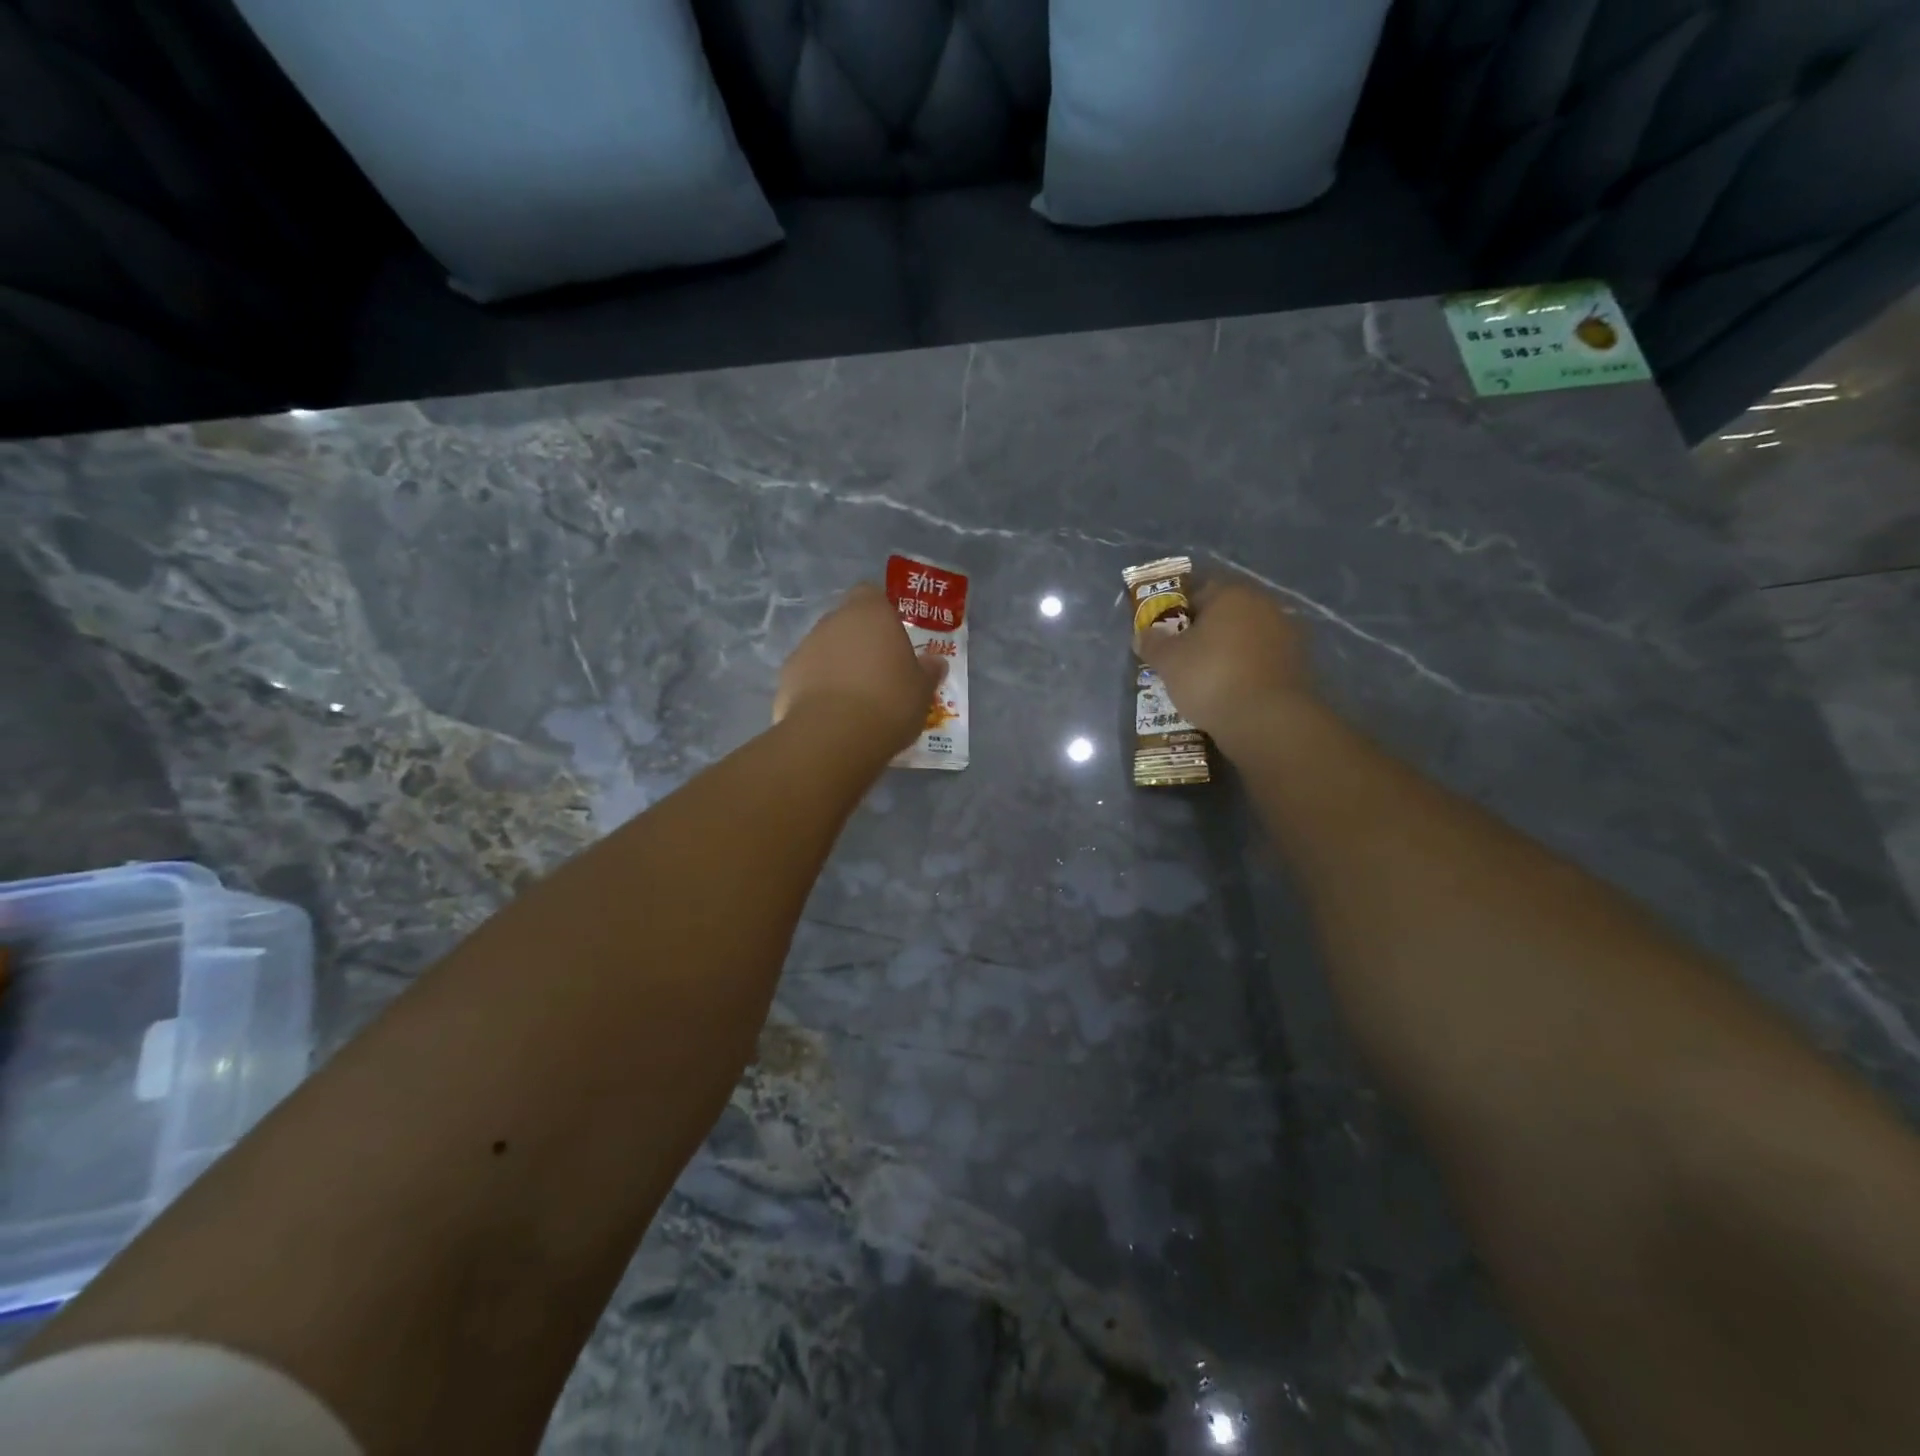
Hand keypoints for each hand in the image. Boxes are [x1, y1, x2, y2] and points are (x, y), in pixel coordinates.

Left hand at [775, 583, 941, 751]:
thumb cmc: (889, 703)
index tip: (893, 638)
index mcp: (871, 613)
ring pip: (825, 649)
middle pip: (847, 622)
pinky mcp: (785, 677)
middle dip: (859, 642)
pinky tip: (832, 715)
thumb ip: (927, 672)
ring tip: (855, 699)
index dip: (881, 613)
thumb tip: (935, 663)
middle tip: (879, 672)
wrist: (835, 736)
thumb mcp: (922, 691)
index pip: (872, 594)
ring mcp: (805, 647)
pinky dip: (817, 689)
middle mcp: (833, 621)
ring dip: (837, 665)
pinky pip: (808, 676)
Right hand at [1136, 580, 1316, 746]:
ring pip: (1244, 637)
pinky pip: (1260, 660)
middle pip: (1224, 613)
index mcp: (1232, 594)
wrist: (1267, 720)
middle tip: (1179, 655)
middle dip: (1202, 631)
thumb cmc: (1210, 678)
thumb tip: (1143, 633)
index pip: (1197, 589)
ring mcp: (1286, 635)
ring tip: (1203, 677)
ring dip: (1225, 651)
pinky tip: (1228, 690)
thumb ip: (1153, 643)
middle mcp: (1264, 605)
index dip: (1175, 609)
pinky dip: (1244, 670)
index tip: (1162, 632)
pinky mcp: (1297, 665)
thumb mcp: (1168, 661)